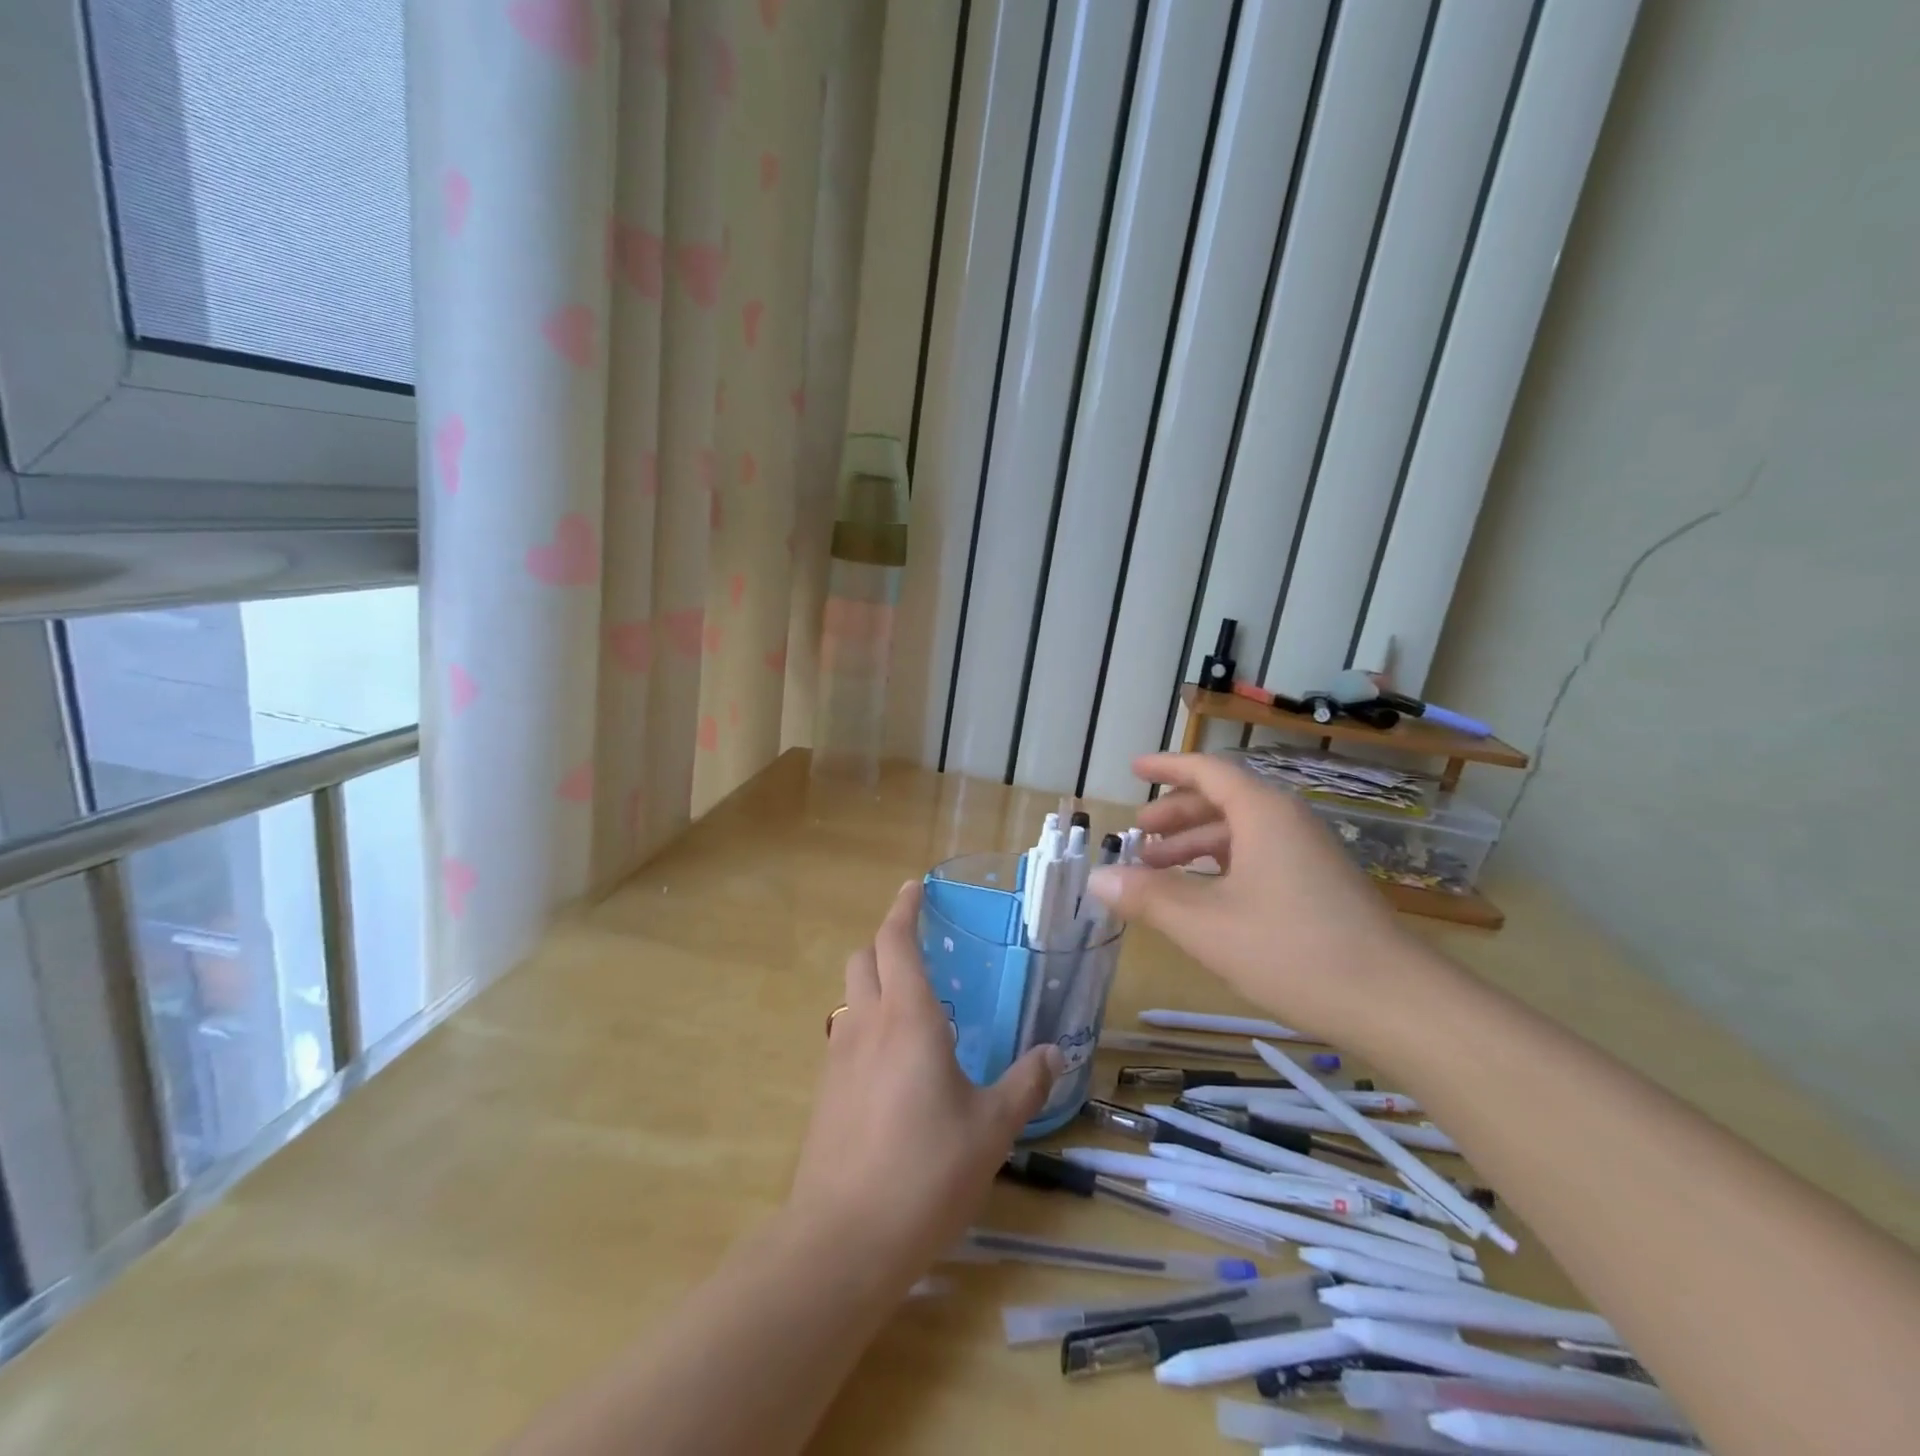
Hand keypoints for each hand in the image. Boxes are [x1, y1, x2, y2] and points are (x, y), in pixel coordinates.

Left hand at [785, 881, 1062, 1286]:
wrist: (843, 1240)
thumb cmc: (926, 1172)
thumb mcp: (991, 1129)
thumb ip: (1025, 1084)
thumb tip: (1056, 1053)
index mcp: (908, 1018)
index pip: (895, 941)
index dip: (903, 908)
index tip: (914, 888)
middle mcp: (867, 1024)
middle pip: (863, 957)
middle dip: (885, 939)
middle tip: (917, 944)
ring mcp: (838, 1057)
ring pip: (850, 995)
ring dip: (873, 981)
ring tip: (911, 1003)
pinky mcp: (825, 1091)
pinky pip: (845, 1034)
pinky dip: (866, 1023)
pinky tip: (893, 1061)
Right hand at [1085, 752, 1428, 1044]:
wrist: (1398, 1005)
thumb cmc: (1294, 951)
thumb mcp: (1206, 925)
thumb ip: (1148, 897)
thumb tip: (1097, 878)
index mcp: (1263, 814)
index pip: (1207, 771)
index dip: (1166, 767)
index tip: (1133, 769)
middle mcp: (1287, 823)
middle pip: (1222, 800)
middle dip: (1175, 814)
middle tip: (1138, 835)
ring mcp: (1308, 855)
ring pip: (1241, 833)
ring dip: (1195, 845)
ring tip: (1158, 871)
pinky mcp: (1319, 887)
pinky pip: (1259, 857)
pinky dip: (1222, 866)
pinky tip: (1204, 898)